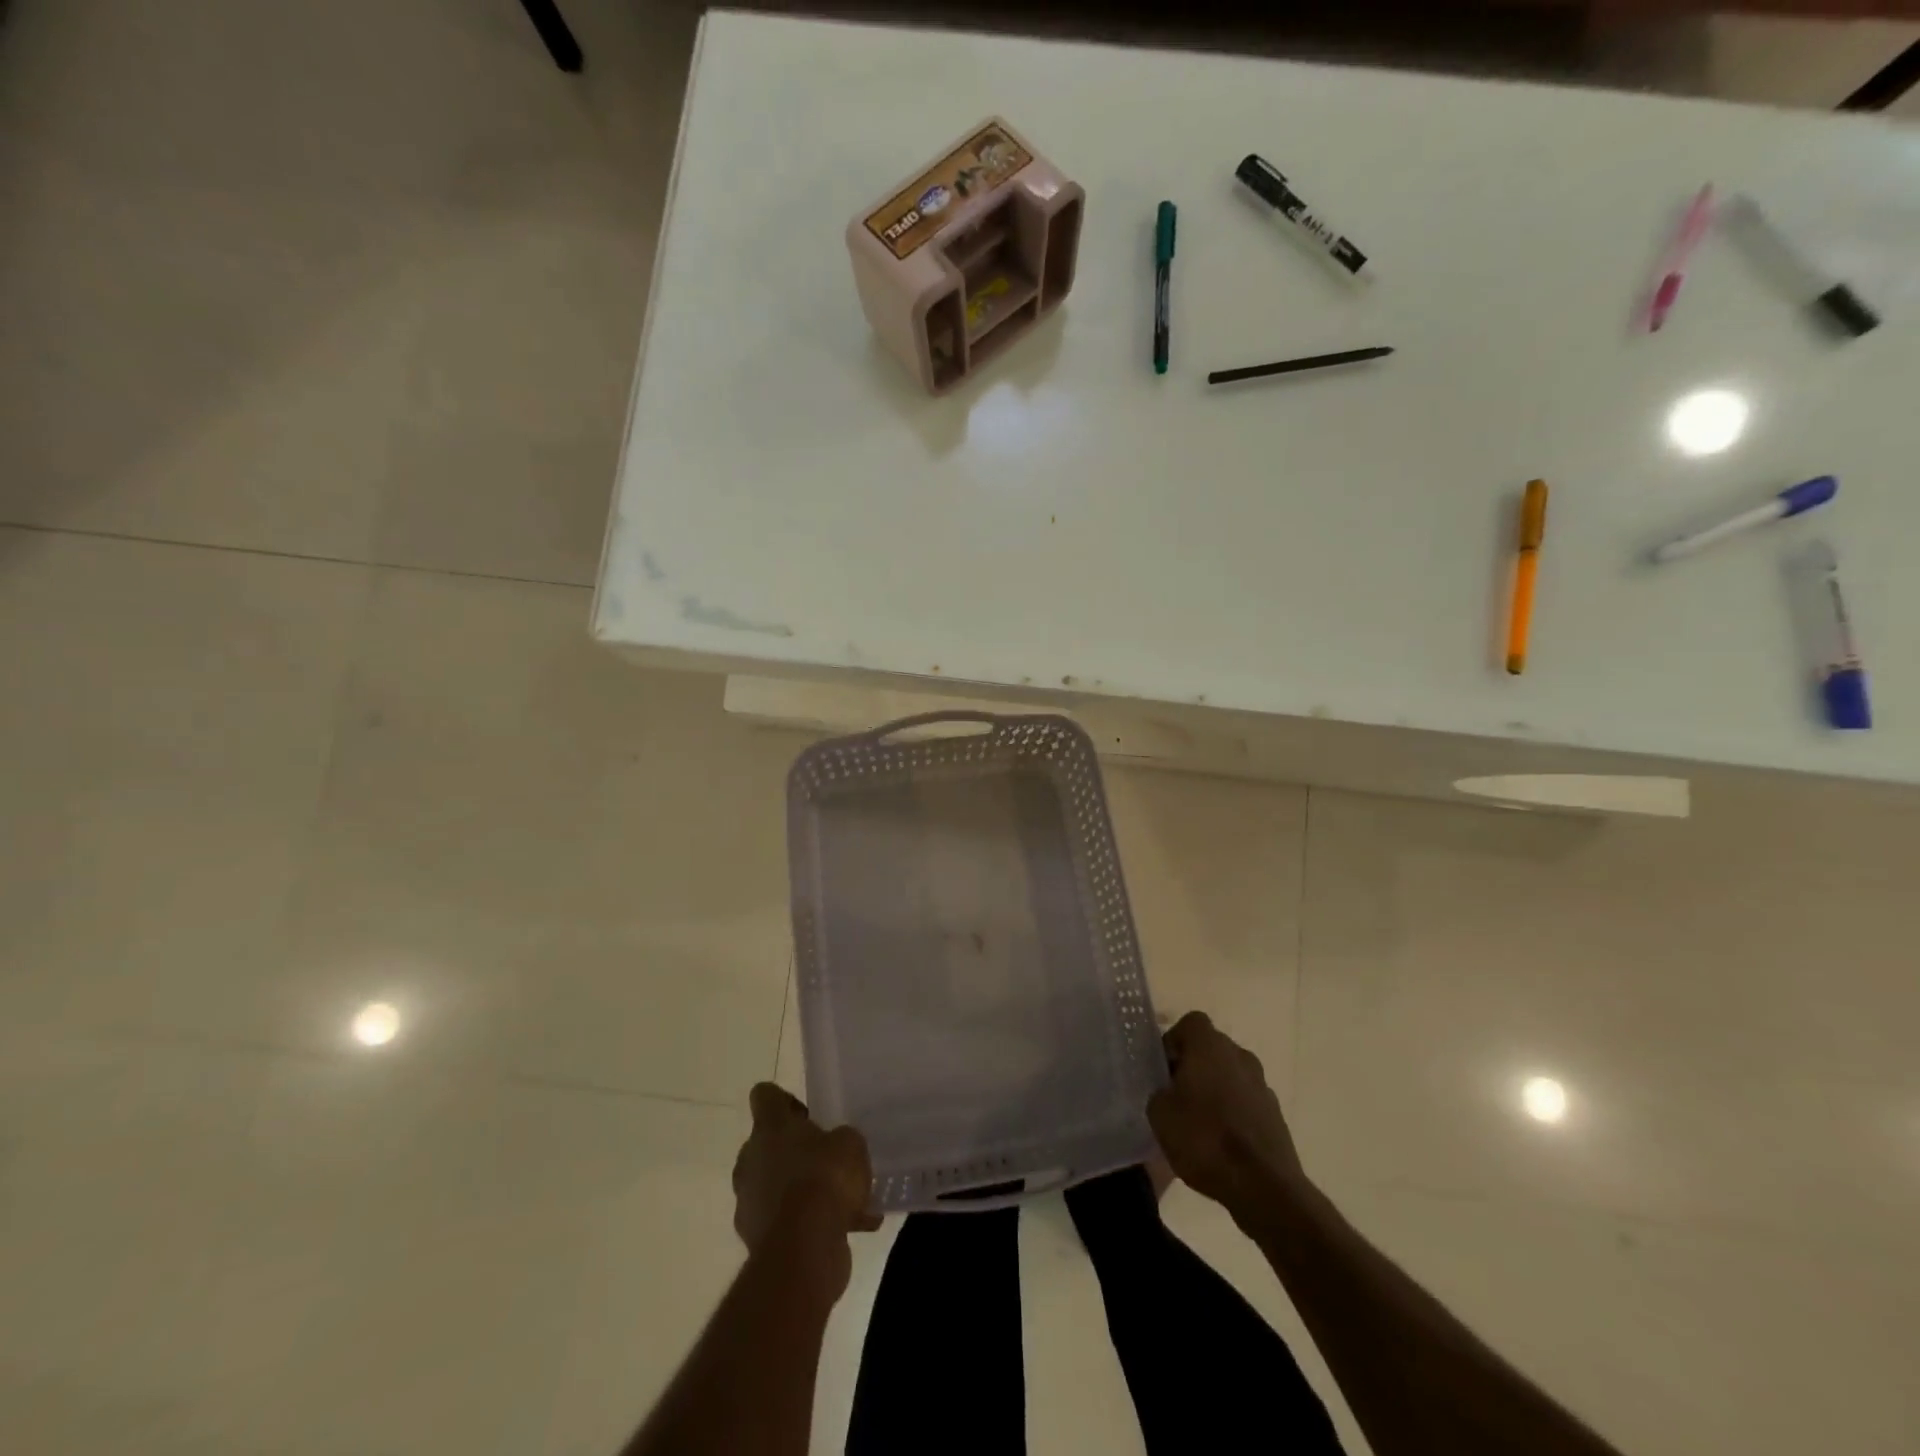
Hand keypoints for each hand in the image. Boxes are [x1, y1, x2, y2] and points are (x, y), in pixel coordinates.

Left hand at [732, 1085, 880, 1295]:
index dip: (785, 1100)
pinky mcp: (755, 1237)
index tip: (809, 1115)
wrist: (803, 1250)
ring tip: (846, 1202)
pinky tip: (851, 1228)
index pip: (765, 1095)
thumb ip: (841, 1139)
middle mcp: (751, 1159)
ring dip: (802, 1190)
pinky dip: (810, 1223)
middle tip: (827, 1158)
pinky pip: (786, 1220)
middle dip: (795, 1150)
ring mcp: (748, 1200)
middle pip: (768, 1143)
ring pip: (776, 1184)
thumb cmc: (824, 1179)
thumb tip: (835, 1146)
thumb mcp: (850, 1144)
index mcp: (770, 1127)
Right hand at [1147, 1012, 1306, 1224]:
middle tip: (1175, 1096)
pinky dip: (1233, 1114)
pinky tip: (1220, 1144)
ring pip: (1230, 1076)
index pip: (1190, 1024)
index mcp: (1210, 1046)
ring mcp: (1262, 1085)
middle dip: (1193, 1067)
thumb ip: (1159, 1092)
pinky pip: (1246, 1103)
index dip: (1173, 1042)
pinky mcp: (1275, 1115)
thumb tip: (1167, 1092)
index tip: (1163, 1069)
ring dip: (1215, 1091)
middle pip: (1211, 1049)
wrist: (1263, 1187)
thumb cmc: (1204, 1139)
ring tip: (1197, 1124)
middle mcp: (1239, 1056)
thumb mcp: (1159, 1114)